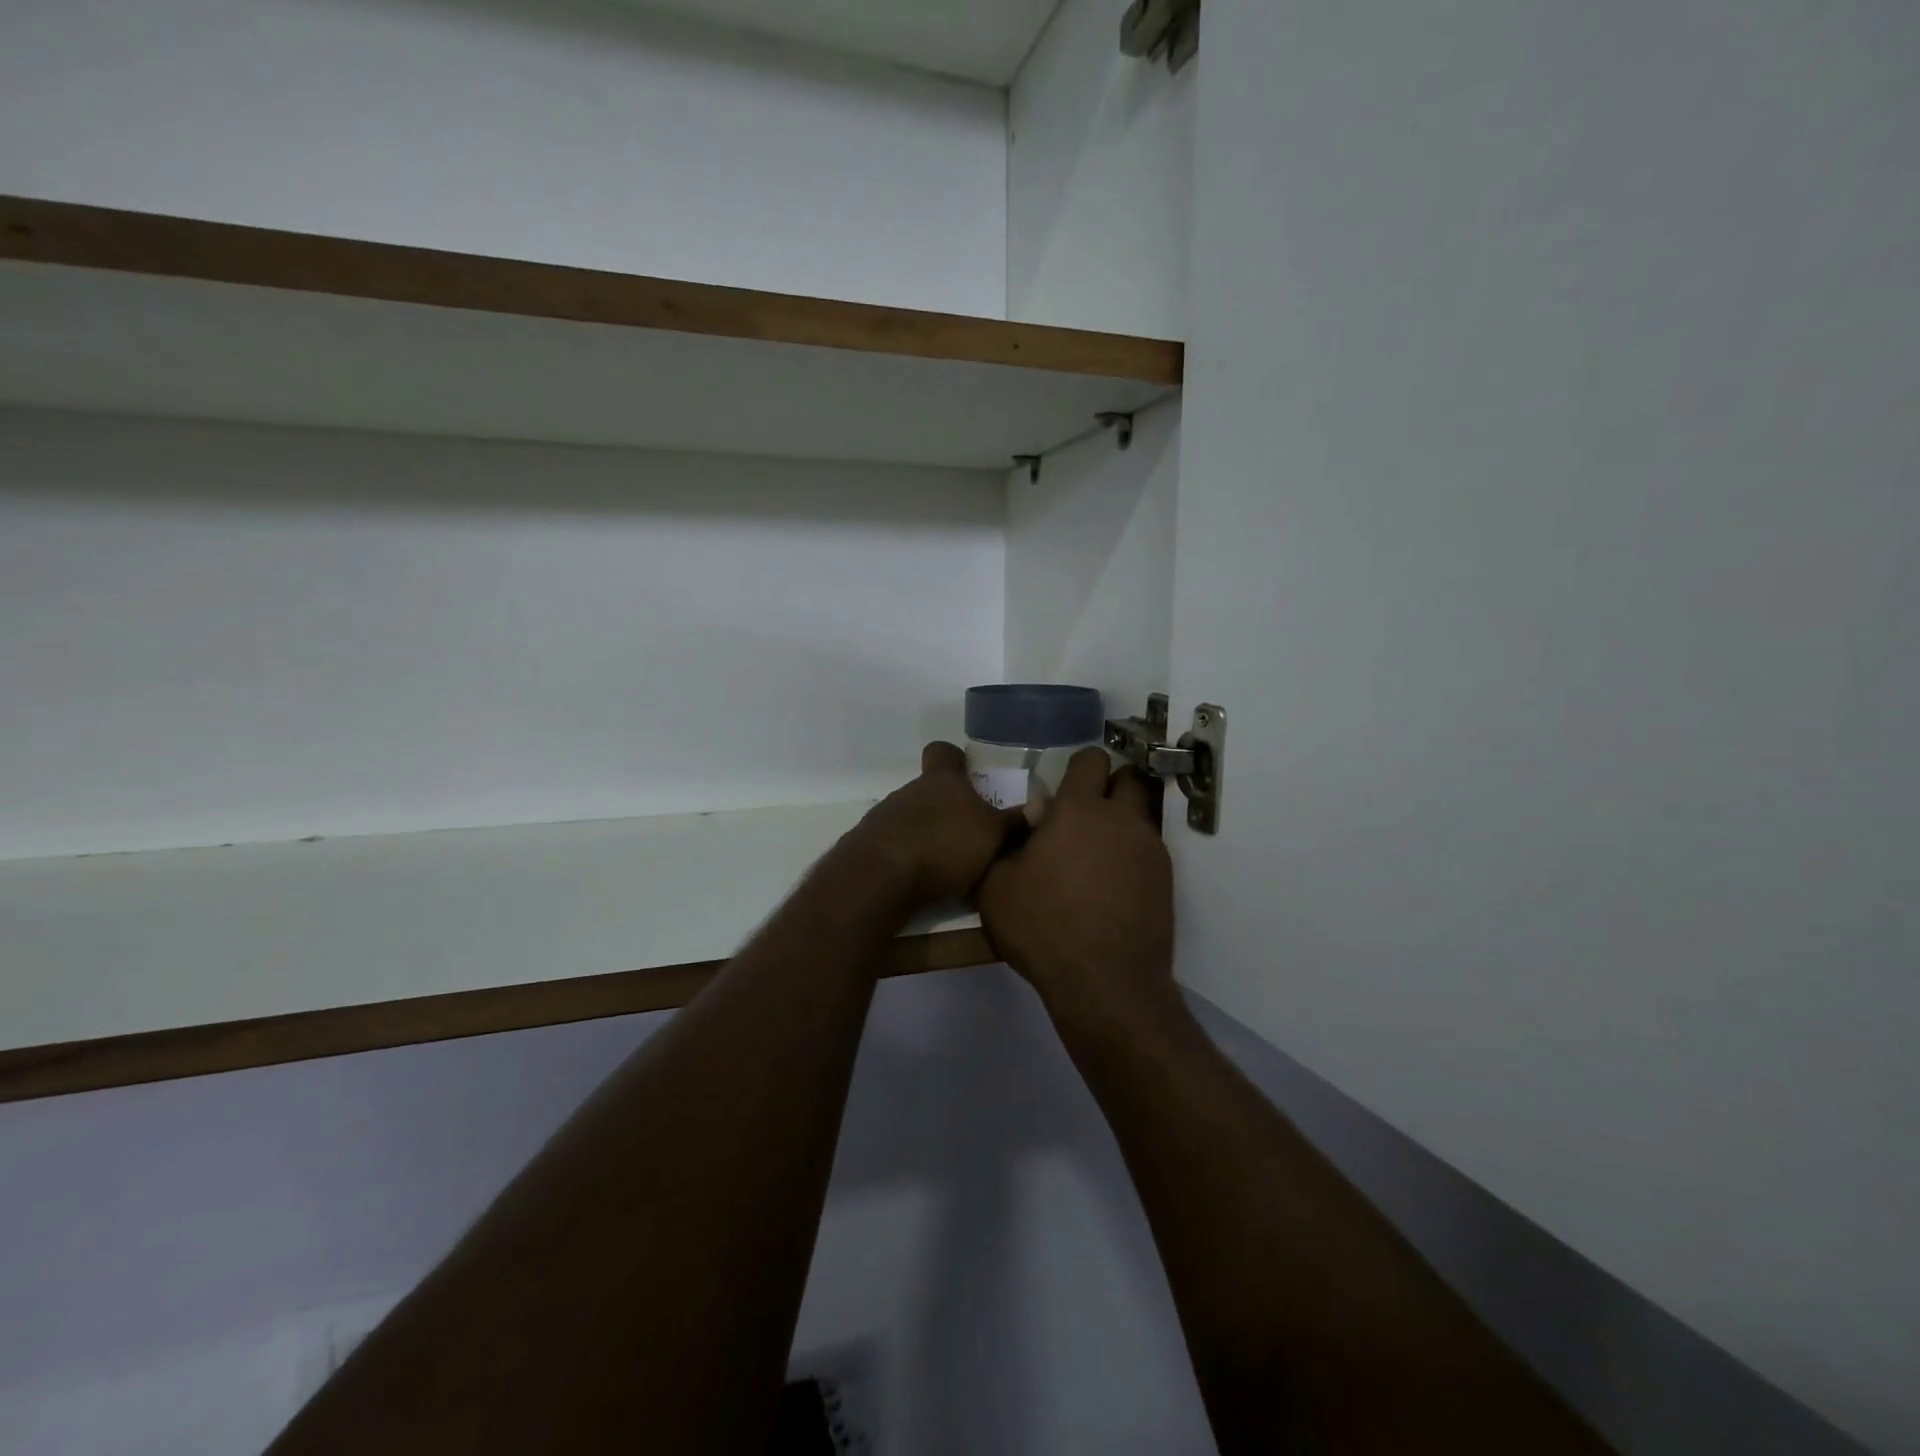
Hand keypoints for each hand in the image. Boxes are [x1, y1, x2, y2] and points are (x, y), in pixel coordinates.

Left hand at [847, 742, 1023, 905]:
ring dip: (927, 832)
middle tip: (971, 831)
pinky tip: (922, 878)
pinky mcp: (869, 844)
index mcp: (942, 781)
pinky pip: (895, 842)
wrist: (881, 877)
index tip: (968, 772)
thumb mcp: (992, 836)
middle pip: (930, 789)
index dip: (955, 759)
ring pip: (912, 816)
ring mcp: (885, 816)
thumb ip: (1015, 822)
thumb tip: (1042, 806)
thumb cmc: (944, 845)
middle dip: (948, 807)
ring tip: (948, 861)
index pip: (944, 752)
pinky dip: (908, 854)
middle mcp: (910, 790)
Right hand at [978, 747, 1175, 1023]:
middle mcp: (1122, 819)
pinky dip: (1131, 857)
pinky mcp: (1166, 880)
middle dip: (1111, 784)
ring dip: (1121, 824)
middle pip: (1130, 777)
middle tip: (1085, 814)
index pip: (1091, 759)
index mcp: (1079, 810)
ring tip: (1095, 857)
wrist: (1105, 982)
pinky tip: (1111, 888)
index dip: (1077, 768)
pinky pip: (1148, 851)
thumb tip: (1025, 829)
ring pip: (1141, 815)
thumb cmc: (1043, 927)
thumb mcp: (996, 887)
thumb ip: (1007, 846)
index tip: (1062, 789)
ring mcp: (1150, 849)